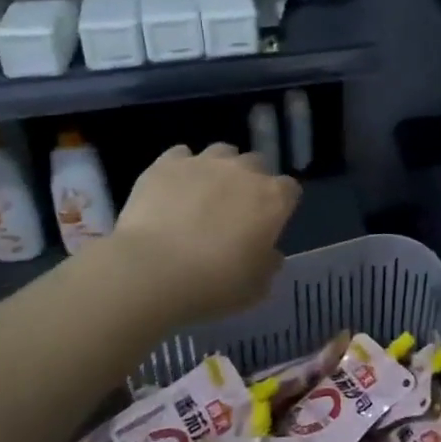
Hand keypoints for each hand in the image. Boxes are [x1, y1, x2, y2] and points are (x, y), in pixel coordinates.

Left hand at [106, 143, 299, 324]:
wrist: (150, 270)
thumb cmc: (212, 283)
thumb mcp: (254, 289)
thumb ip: (268, 266)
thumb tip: (270, 254)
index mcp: (273, 199)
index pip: (290, 190)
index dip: (281, 205)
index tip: (269, 224)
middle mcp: (244, 171)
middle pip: (257, 165)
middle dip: (251, 181)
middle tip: (235, 209)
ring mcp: (205, 162)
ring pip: (222, 152)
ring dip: (219, 168)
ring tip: (204, 193)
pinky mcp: (167, 163)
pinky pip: (180, 155)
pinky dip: (181, 168)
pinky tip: (172, 189)